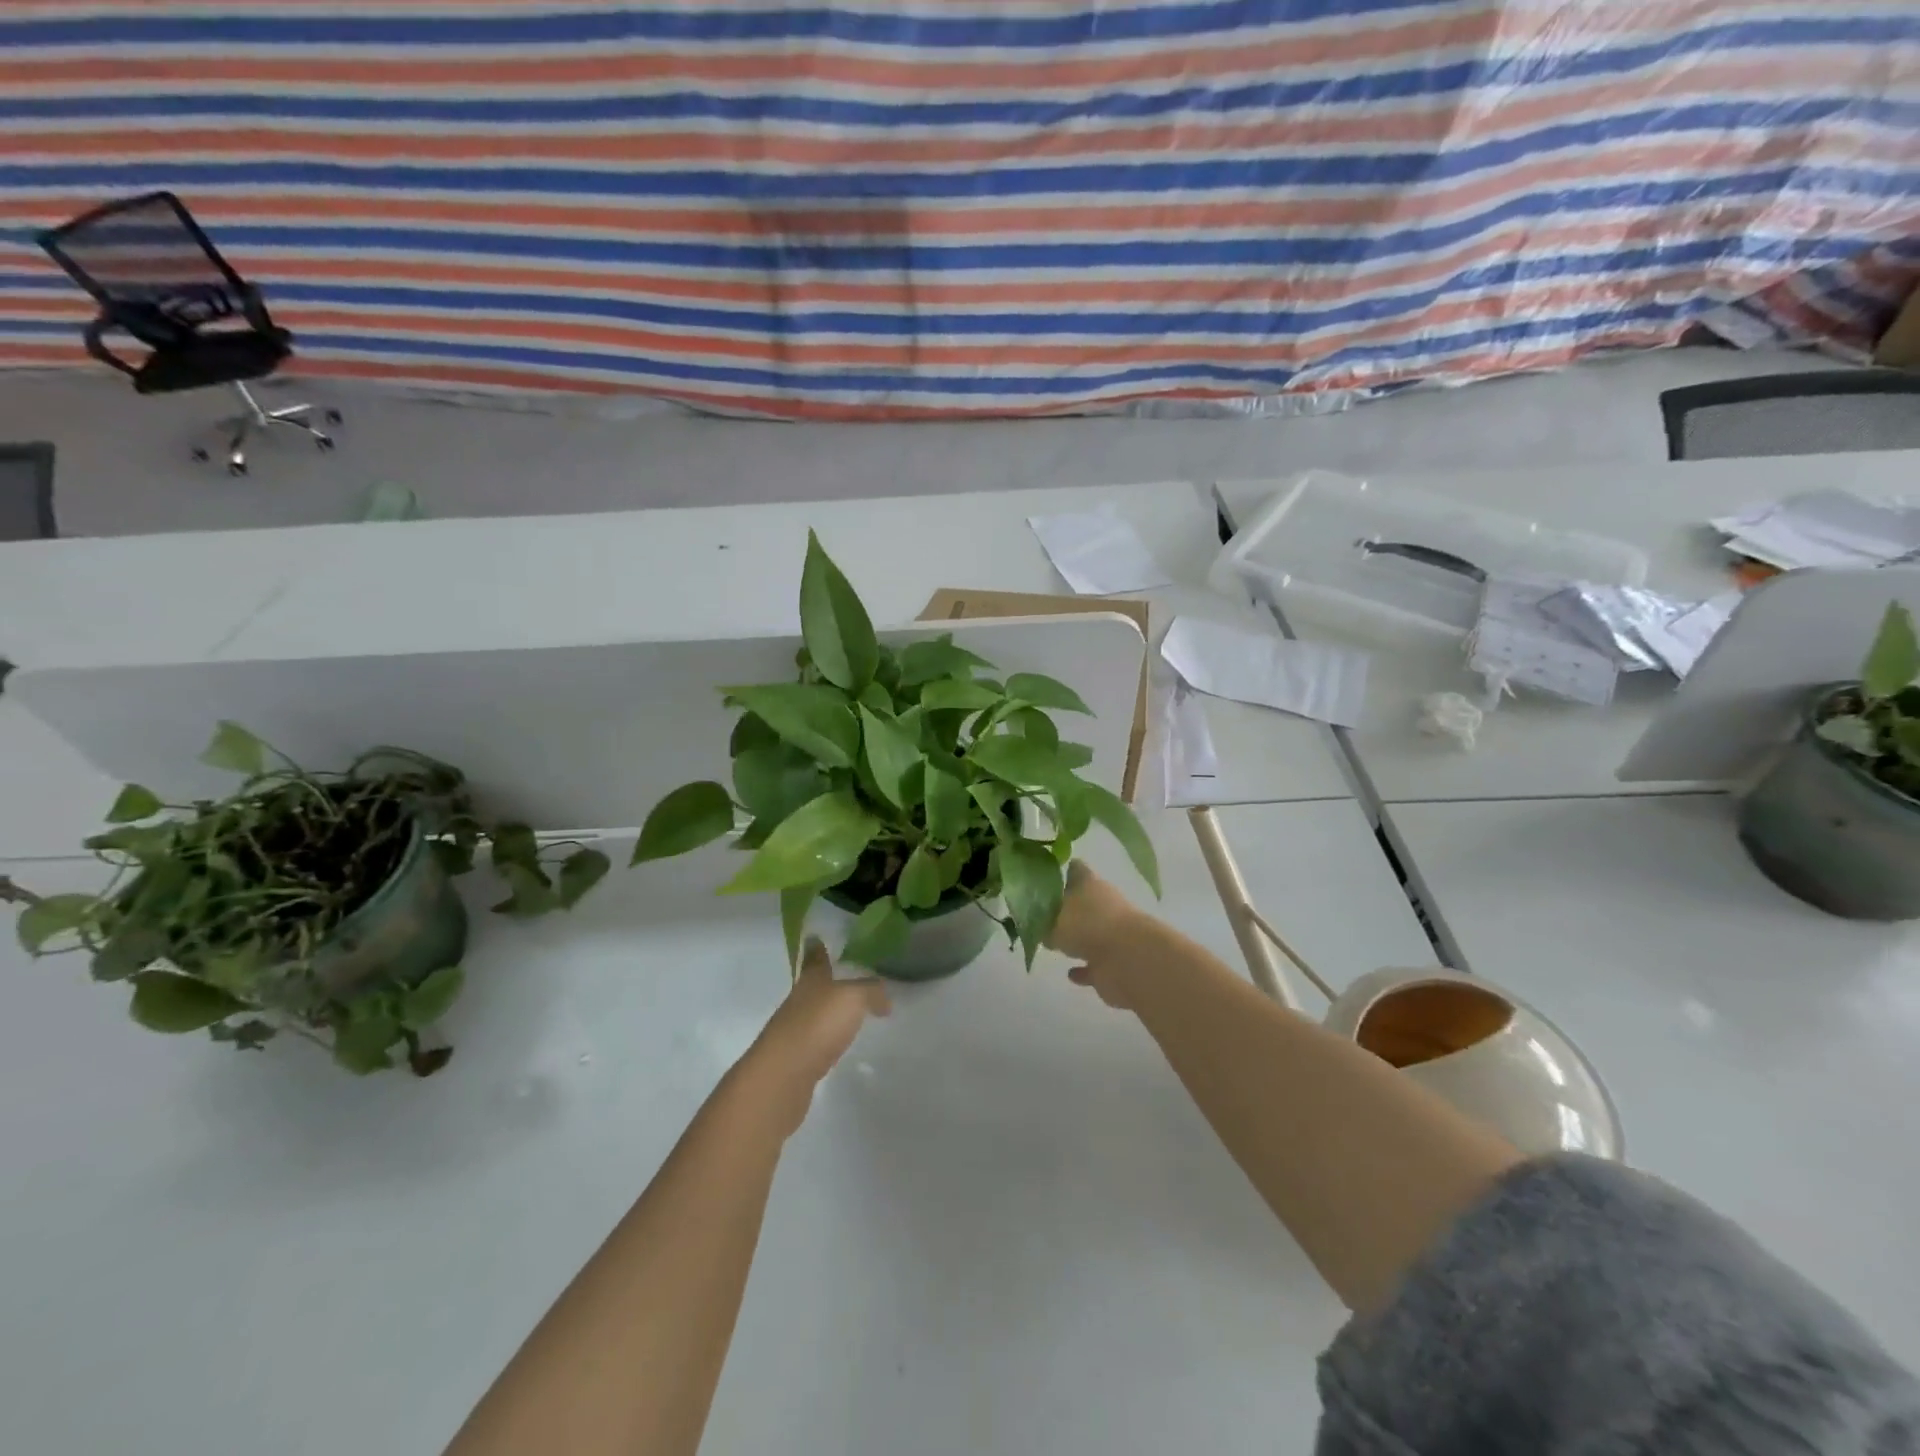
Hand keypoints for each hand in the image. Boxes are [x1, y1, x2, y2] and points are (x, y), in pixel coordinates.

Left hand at [744, 939, 889, 1113]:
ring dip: (829, 1009)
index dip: (817, 948)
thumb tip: (884, 997)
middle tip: (846, 974)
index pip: (815, 958)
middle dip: (826, 979)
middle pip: (813, 985)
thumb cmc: (818, 1024)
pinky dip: (829, 1036)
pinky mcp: (798, 1058)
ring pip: (815, 1012)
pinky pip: (818, 1039)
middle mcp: (800, 1001)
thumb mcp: (853, 998)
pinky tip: (840, 1041)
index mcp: (811, 980)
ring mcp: (796, 1030)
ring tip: (850, 1009)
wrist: (783, 1075)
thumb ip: (871, 992)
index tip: (816, 937)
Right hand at [1048, 861, 1152, 1009]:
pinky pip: (1095, 964)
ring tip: (1053, 942)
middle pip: (1082, 901)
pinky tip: (1071, 973)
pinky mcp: (1116, 962)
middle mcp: (1103, 904)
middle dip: (1065, 907)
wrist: (1129, 959)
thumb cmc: (1087, 926)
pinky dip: (1085, 969)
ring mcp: (1112, 933)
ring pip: (1090, 932)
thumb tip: (1034, 923)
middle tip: (1040, 914)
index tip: (1041, 876)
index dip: (1059, 870)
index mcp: (1089, 884)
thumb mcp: (1051, 919)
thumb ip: (1040, 921)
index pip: (1073, 869)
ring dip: (1077, 938)